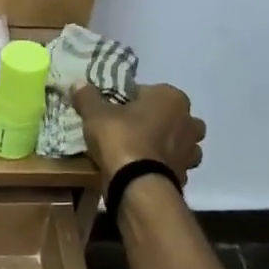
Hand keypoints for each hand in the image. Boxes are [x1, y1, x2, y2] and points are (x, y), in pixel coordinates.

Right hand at [72, 82, 204, 185]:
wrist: (139, 185)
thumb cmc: (121, 139)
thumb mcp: (96, 114)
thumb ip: (88, 97)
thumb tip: (78, 83)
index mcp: (171, 97)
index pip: (147, 91)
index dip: (128, 100)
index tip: (112, 111)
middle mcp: (188, 120)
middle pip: (170, 115)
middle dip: (156, 121)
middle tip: (130, 129)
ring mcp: (191, 150)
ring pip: (179, 142)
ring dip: (165, 145)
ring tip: (140, 151)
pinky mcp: (186, 175)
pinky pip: (173, 165)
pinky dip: (163, 166)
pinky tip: (144, 170)